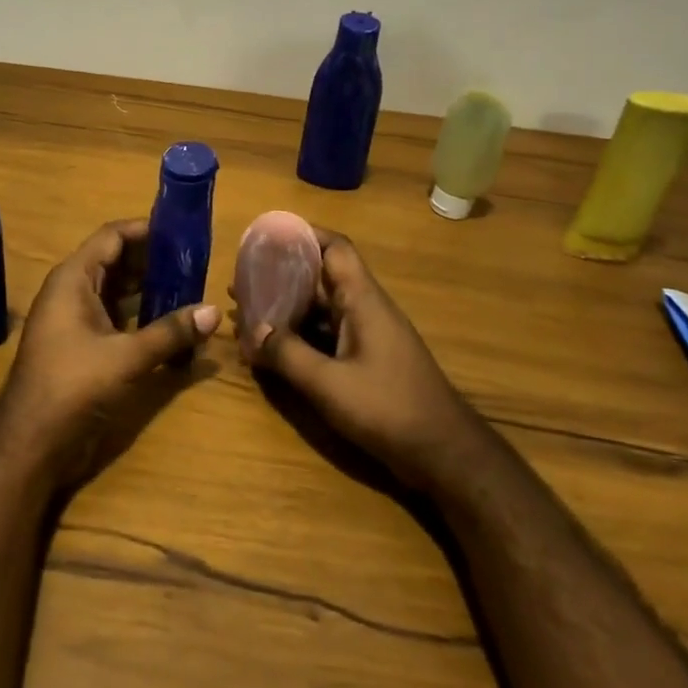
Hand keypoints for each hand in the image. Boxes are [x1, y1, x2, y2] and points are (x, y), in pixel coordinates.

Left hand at [0, 219, 219, 499]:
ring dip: (149, 289)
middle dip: (153, 261)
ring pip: (117, 291)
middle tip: (194, 261)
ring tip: (189, 287)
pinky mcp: (82, 345)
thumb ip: (171, 332)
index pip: (112, 236)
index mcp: (73, 279)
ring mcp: (75, 319)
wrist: (31, 442)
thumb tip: (215, 311)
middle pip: (116, 262)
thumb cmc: (73, 385)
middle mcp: (72, 291)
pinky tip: (171, 321)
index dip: (145, 230)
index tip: (181, 231)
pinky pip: (115, 317)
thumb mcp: (127, 356)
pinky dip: (140, 315)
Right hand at [245, 228, 483, 493]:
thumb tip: (251, 330)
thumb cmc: (388, 408)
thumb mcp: (329, 384)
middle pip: (322, 279)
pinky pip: (328, 336)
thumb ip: (287, 355)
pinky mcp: (368, 361)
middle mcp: (366, 309)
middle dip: (282, 276)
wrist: (444, 453)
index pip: (336, 248)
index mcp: (363, 300)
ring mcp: (369, 336)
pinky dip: (301, 336)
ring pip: (322, 310)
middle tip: (243, 280)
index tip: (268, 236)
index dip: (304, 235)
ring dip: (288, 309)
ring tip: (248, 313)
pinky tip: (274, 350)